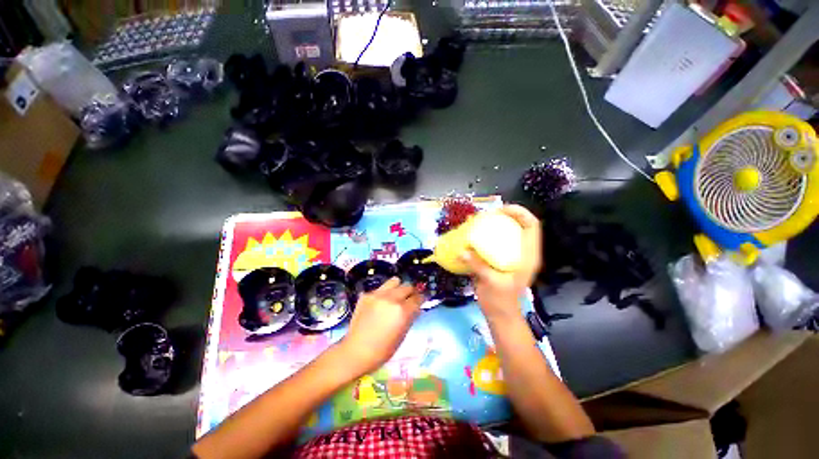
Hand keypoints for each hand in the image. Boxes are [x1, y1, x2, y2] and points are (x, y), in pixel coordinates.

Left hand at [338, 277, 422, 374]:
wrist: (356, 351)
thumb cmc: (383, 350)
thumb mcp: (402, 335)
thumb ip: (410, 317)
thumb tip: (416, 308)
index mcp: (402, 311)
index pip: (417, 298)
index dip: (421, 299)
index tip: (421, 300)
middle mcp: (391, 298)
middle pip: (407, 286)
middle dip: (411, 292)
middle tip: (409, 298)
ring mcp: (377, 294)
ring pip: (395, 281)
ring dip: (398, 288)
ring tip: (395, 296)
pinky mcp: (366, 295)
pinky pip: (380, 288)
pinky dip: (384, 294)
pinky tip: (380, 304)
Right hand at [460, 205, 541, 322]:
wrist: (500, 315)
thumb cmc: (500, 301)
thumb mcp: (491, 283)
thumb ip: (478, 266)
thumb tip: (462, 251)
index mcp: (528, 256)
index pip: (532, 225)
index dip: (519, 212)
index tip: (500, 210)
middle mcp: (523, 252)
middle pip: (520, 224)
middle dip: (506, 215)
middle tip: (487, 214)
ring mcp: (512, 255)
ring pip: (509, 232)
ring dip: (497, 223)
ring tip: (481, 220)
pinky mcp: (502, 259)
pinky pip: (498, 241)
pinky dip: (488, 234)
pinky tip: (475, 235)